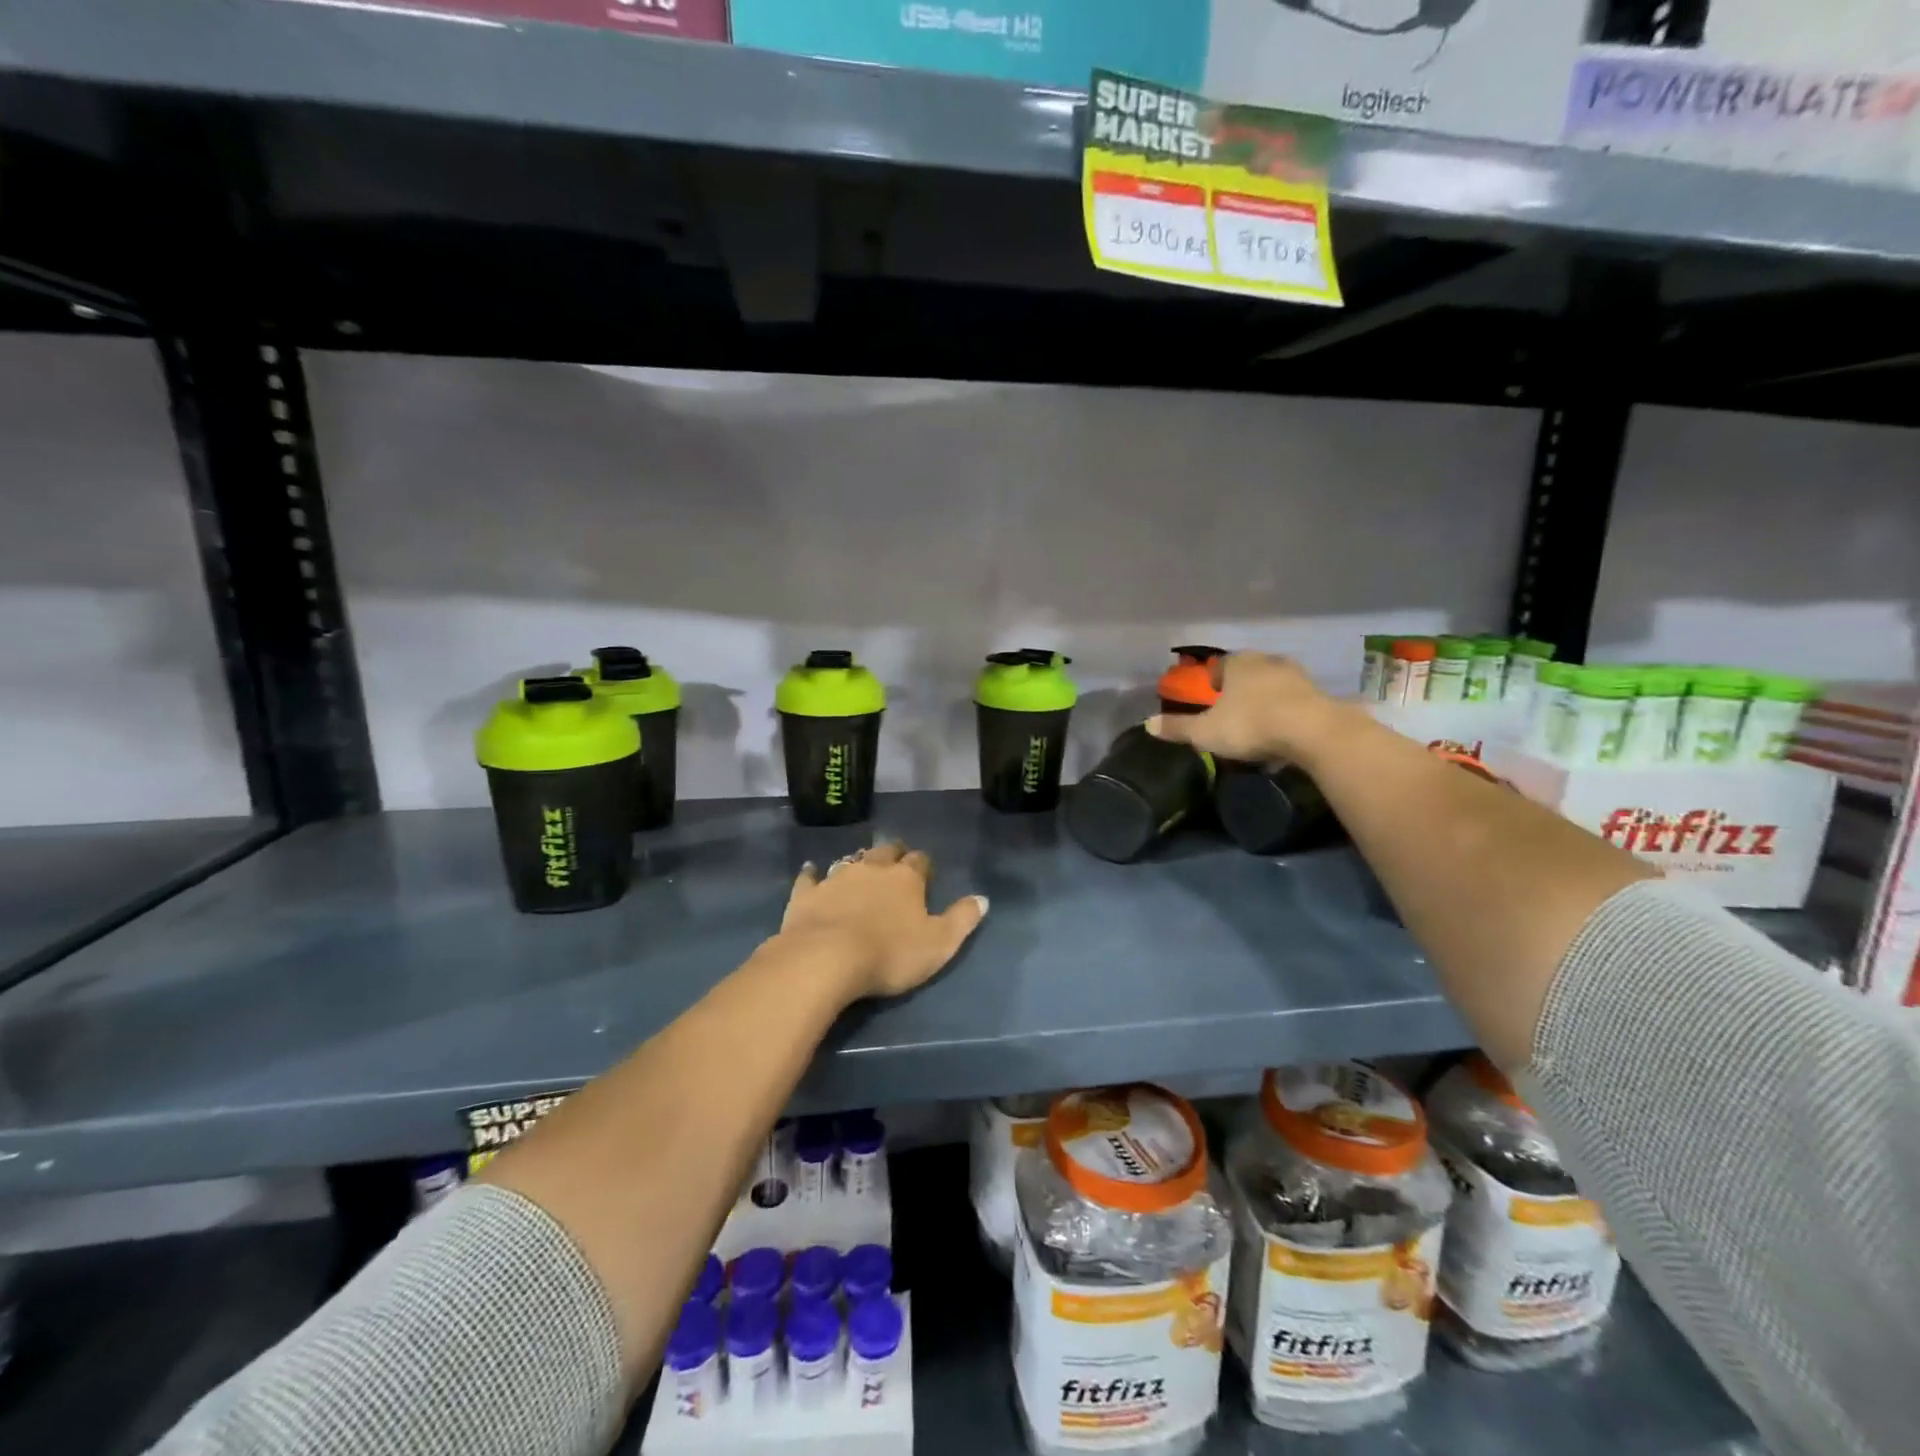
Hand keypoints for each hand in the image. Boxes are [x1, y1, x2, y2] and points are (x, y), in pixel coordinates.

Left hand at [774, 841, 988, 1000]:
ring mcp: (836, 878)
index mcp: (906, 878)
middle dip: (893, 854)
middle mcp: (872, 868)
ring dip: (858, 863)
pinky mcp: (806, 894)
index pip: (920, 861)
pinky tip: (811, 871)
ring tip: (860, 868)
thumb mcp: (939, 944)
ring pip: (851, 860)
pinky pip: (810, 877)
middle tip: (896, 862)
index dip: (924, 866)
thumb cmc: (889, 954)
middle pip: (886, 852)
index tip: (925, 874)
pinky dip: (812, 874)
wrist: (825, 959)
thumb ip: (962, 920)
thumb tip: (983, 898)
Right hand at [1146, 652, 1348, 763]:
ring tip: (1259, 728)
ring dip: (1267, 703)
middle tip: (1233, 713)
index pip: (1220, 665)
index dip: (1212, 681)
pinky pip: (1296, 705)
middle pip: (1249, 673)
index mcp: (1238, 664)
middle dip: (1241, 690)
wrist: (1313, 732)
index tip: (1210, 697)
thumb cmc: (1250, 724)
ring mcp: (1298, 677)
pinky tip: (1283, 738)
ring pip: (1275, 687)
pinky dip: (1288, 717)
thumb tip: (1147, 724)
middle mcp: (1267, 662)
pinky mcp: (1320, 696)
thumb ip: (1177, 728)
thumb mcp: (1205, 732)